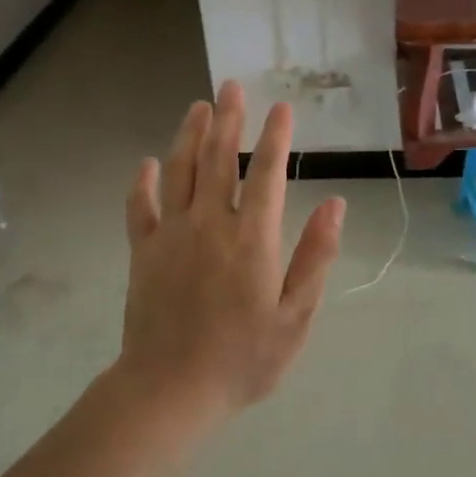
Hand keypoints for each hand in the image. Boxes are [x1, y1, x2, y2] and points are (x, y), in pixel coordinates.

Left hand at [117, 80, 346, 419]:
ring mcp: (171, 235)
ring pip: (179, 172)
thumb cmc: (244, 358)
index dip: (274, 137)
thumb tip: (335, 205)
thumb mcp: (296, 316)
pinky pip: (140, 208)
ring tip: (199, 106)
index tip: (281, 107)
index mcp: (252, 239)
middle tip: (232, 86)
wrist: (170, 390)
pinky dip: (143, 182)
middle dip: (228, 119)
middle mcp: (209, 224)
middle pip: (217, 159)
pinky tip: (147, 163)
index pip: (266, 174)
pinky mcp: (143, 253)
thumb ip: (315, 257)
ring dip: (189, 135)